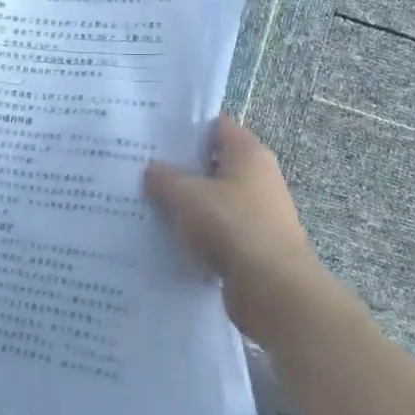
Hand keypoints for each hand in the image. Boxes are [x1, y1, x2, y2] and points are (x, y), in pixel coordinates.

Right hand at [144, 117, 325, 340]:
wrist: (273, 289)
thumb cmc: (232, 225)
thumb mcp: (188, 195)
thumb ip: (165, 178)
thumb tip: (152, 170)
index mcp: (248, 153)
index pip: (216, 125)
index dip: (186, 125)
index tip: (154, 131)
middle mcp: (258, 177)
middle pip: (213, 161)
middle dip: (180, 165)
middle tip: (141, 166)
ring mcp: (258, 212)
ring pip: (214, 197)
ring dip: (187, 201)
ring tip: (147, 200)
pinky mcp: (253, 243)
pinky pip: (218, 228)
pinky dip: (197, 230)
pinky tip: (167, 234)